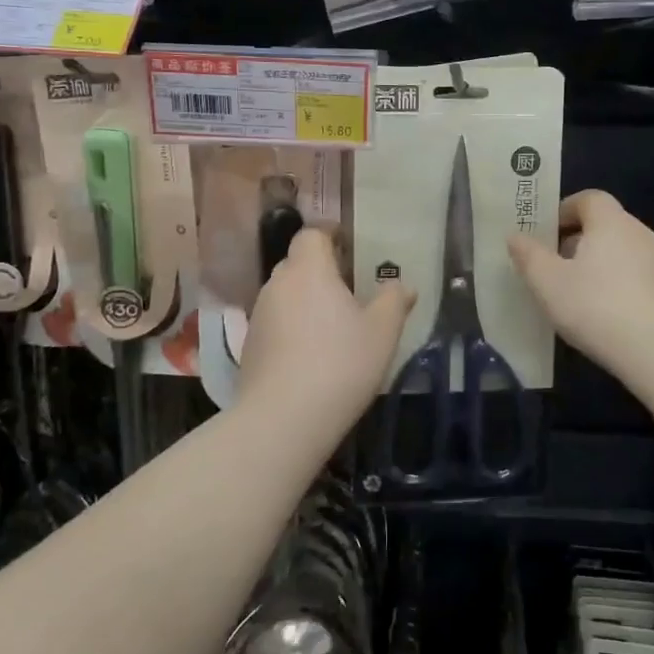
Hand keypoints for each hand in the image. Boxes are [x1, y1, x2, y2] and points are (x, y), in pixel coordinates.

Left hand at [240, 229, 414, 419]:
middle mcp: (278, 284)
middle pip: (297, 263)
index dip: (329, 236)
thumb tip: (403, 285)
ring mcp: (258, 315)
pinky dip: (291, 327)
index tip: (348, 246)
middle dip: (319, 270)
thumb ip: (394, 301)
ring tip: (330, 325)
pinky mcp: (250, 346)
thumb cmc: (340, 364)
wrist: (283, 419)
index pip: (311, 234)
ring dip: (305, 301)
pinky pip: (275, 322)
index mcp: (309, 270)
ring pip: (284, 294)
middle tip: (347, 289)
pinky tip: (310, 354)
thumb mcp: (382, 332)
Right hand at [508, 191, 653, 369]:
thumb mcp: (548, 283)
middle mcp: (641, 234)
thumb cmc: (597, 308)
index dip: (564, 210)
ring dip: (599, 266)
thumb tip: (515, 236)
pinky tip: (606, 317)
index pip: (589, 199)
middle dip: (577, 241)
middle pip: (606, 225)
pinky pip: (639, 278)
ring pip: (623, 253)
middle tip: (553, 267)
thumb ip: (529, 256)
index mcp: (611, 223)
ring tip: (577, 296)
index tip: (545, 234)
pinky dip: (619, 287)